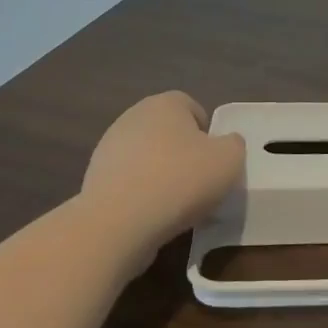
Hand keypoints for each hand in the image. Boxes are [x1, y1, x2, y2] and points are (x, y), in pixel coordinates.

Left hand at [81, 92, 243, 255]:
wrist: (117, 223)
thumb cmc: (180, 181)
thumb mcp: (230, 159)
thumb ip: (234, 144)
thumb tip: (225, 145)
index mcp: (165, 103)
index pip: (192, 107)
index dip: (208, 134)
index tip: (214, 161)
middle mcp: (133, 117)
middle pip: (168, 132)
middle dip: (183, 153)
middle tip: (199, 182)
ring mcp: (108, 148)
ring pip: (147, 158)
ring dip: (161, 175)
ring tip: (175, 206)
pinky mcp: (94, 180)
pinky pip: (129, 182)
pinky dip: (141, 195)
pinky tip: (150, 216)